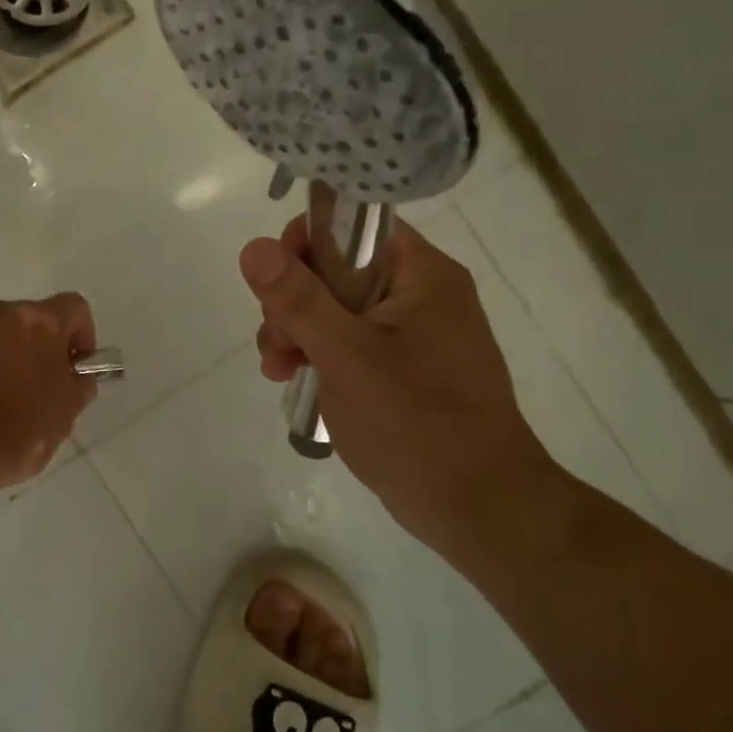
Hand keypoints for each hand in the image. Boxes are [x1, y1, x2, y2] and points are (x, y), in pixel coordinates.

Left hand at [0, 294, 98, 491]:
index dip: (83, 335)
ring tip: (7, 397)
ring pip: (1, 334)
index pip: (75, 308)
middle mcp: (2, 314)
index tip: (76, 367)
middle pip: (33, 319)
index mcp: (40, 322)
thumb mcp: (67, 413)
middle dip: (43, 346)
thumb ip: (79, 385)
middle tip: (44, 386)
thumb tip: (75, 377)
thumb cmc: (20, 431)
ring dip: (10, 355)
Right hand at [241, 217, 559, 552]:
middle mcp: (420, 293)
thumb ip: (298, 300)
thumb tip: (254, 248)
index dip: (305, 244)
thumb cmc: (415, 423)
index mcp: (421, 274)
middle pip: (336, 268)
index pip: (353, 225)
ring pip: (334, 308)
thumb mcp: (346, 356)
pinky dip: (317, 355)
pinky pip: (347, 341)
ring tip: (279, 371)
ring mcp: (412, 333)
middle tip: (279, 344)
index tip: (276, 286)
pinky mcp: (402, 367)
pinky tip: (294, 381)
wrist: (478, 507)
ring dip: (296, 331)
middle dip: (292, 301)